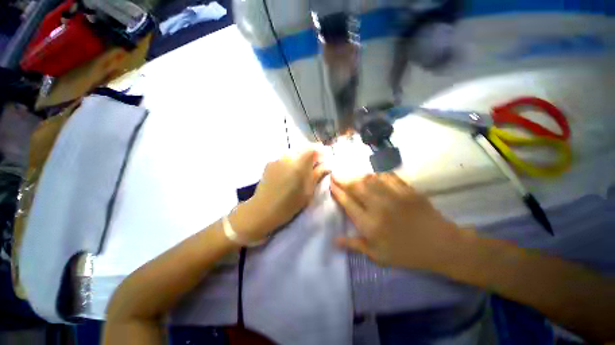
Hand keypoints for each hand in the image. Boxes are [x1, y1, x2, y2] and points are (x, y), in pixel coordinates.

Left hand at [231, 149, 328, 242]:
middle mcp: (287, 157)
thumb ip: (317, 175)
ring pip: (293, 154)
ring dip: (300, 159)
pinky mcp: (269, 163)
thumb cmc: (289, 204)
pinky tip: (289, 173)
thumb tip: (327, 166)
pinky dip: (290, 162)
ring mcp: (276, 159)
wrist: (263, 210)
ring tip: (301, 171)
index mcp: (298, 163)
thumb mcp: (308, 191)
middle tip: (314, 167)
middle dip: (310, 156)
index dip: (320, 152)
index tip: (323, 160)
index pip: (312, 148)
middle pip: (302, 149)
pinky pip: (284, 158)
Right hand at [330, 173, 459, 270]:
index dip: (337, 192)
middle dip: (342, 178)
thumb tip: (334, 240)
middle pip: (356, 187)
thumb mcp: (378, 255)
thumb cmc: (406, 253)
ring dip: (356, 175)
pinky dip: (375, 174)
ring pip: (369, 179)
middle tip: (335, 173)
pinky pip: (387, 176)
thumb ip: (355, 245)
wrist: (440, 245)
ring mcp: (394, 196)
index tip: (331, 184)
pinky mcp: (406, 189)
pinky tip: (371, 175)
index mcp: (370, 225)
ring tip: (350, 174)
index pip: (348, 203)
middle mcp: (379, 207)